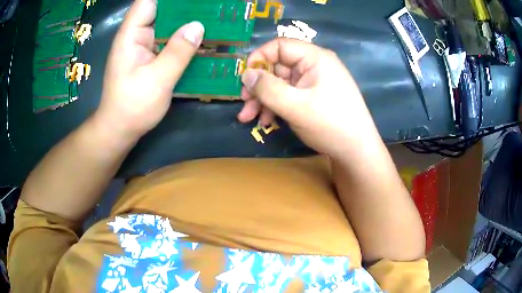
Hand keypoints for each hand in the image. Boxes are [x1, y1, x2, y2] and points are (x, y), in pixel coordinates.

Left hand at [95, 0, 203, 138]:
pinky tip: (201, 39)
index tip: (192, 0)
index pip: (147, 1)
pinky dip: (183, 38)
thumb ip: (178, 51)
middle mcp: (137, 35)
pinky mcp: (149, 56)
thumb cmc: (132, 106)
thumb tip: (198, 26)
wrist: (120, 129)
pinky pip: (168, 40)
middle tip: (210, 7)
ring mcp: (143, 46)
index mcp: (131, 35)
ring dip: (186, 21)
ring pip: (166, 24)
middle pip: (161, 9)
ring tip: (211, 18)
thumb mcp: (157, 80)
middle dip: (185, 7)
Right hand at [239, 38, 379, 158]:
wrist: (356, 152)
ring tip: (248, 118)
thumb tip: (246, 74)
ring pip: (281, 83)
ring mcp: (314, 82)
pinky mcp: (313, 97)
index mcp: (314, 58)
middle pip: (278, 66)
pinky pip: (289, 95)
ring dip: (263, 99)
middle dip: (258, 86)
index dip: (259, 58)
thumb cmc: (330, 124)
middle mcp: (314, 65)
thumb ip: (267, 88)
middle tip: (244, 103)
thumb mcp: (294, 106)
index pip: (280, 45)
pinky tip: (265, 121)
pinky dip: (275, 106)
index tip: (244, 78)